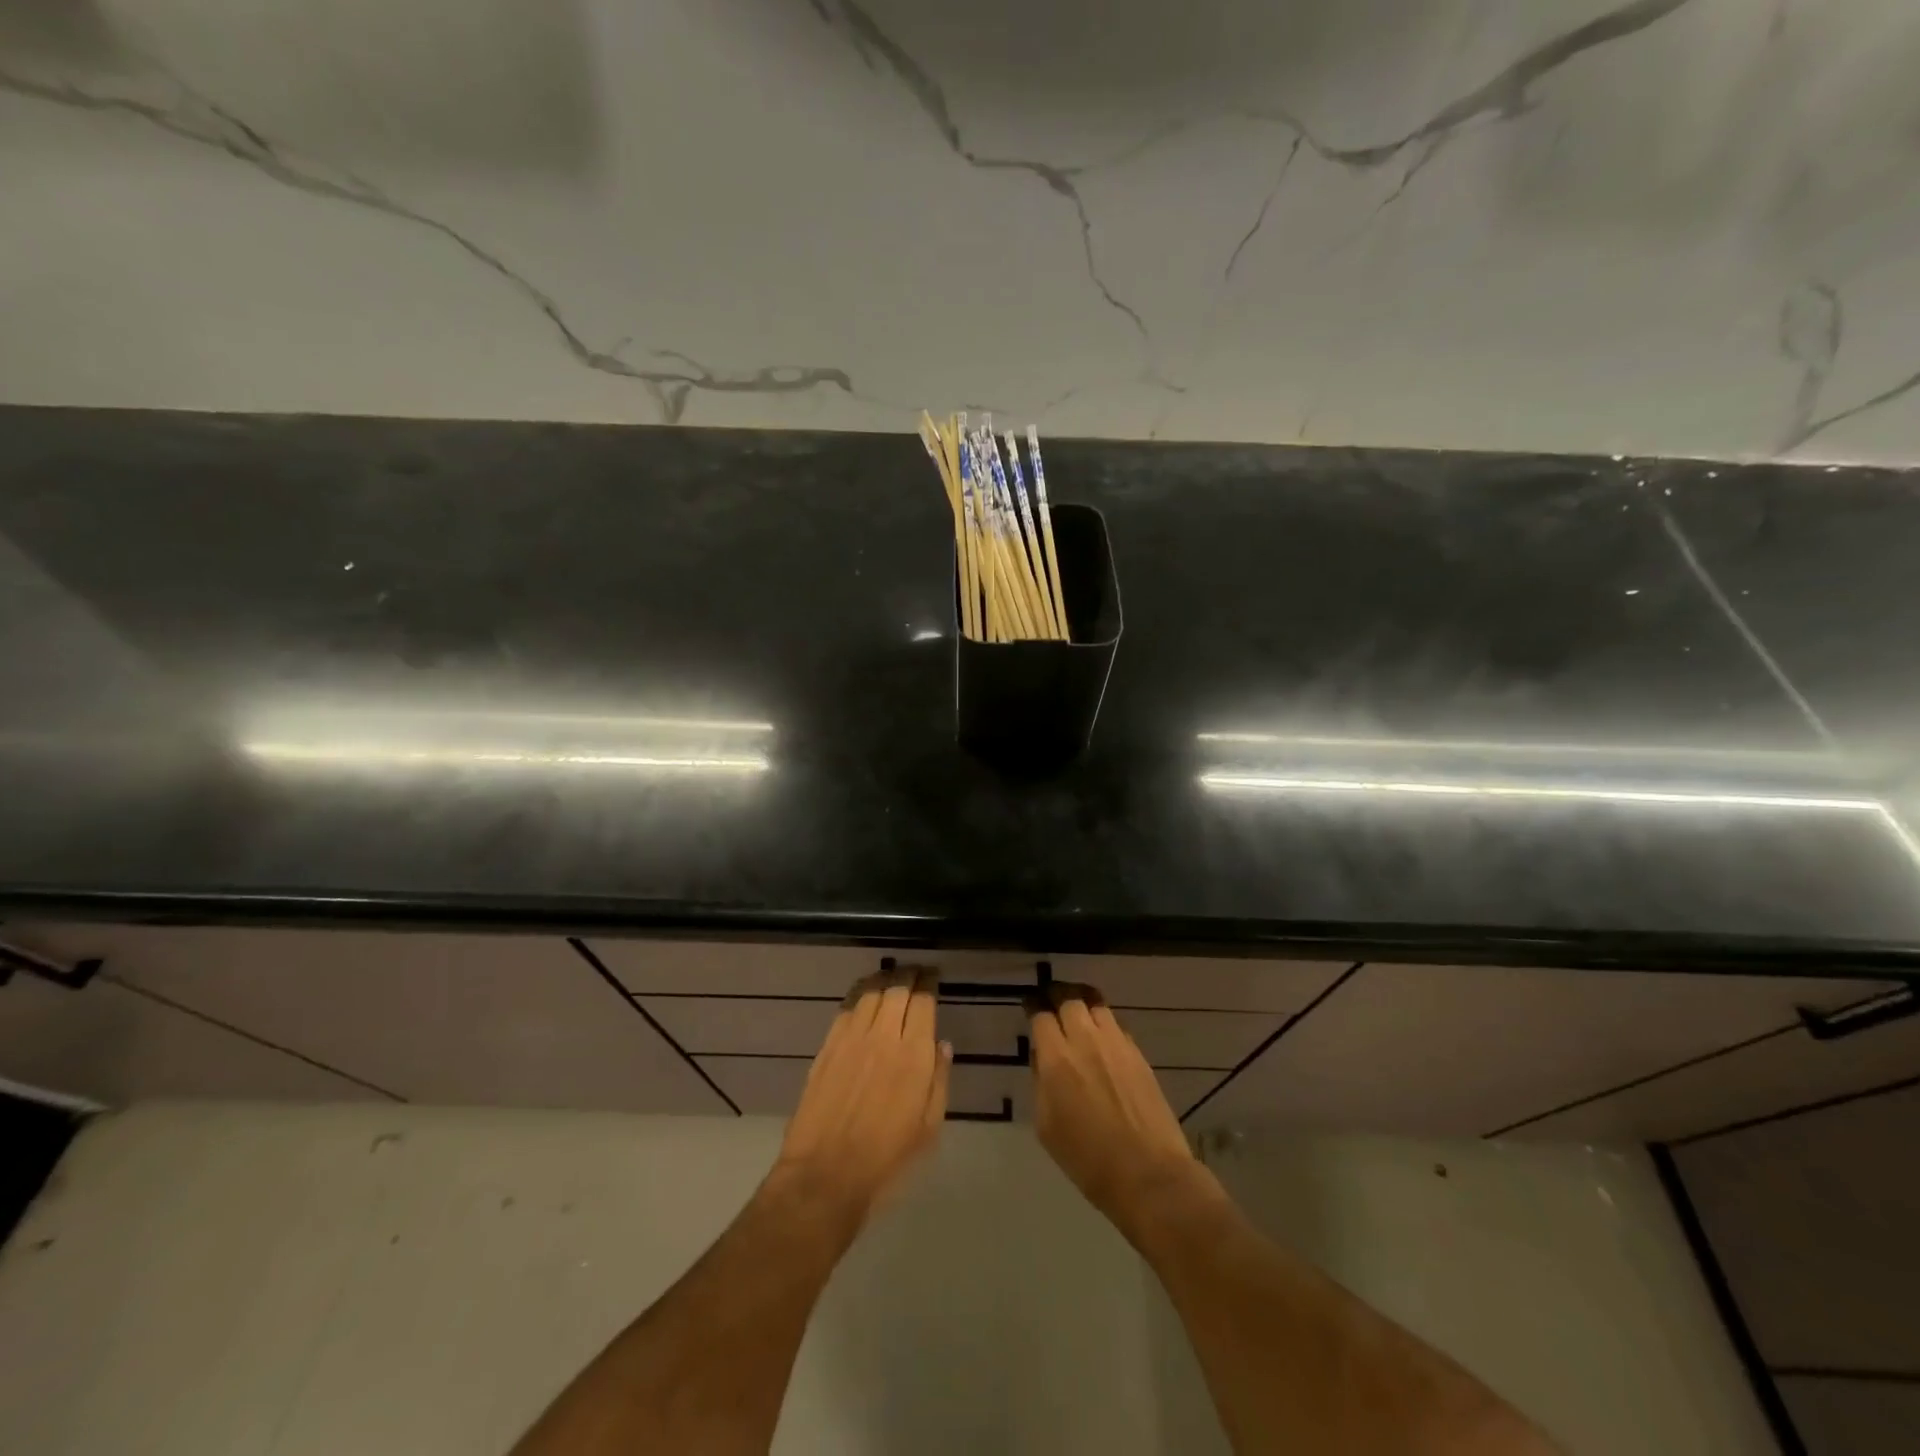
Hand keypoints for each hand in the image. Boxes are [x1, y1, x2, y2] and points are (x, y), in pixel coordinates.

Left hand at [770, 967, 951, 1235]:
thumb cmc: (886, 1160)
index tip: (934, 976)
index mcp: (913, 1055)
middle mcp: (882, 1036)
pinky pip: (846, 1008)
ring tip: (892, 978)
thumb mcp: (928, 1128)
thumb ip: (939, 1081)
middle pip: (896, 988)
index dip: (929, 983)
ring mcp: (850, 1038)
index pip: (923, 1001)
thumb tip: (942, 1045)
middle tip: (916, 971)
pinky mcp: (827, 1047)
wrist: (825, 1176)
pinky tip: (865, 998)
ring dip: (884, 980)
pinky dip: (860, 995)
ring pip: (870, 992)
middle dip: (909, 974)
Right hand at [1029, 983, 1203, 1241]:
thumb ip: (1040, 1084)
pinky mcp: (1138, 1054)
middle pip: (1069, 999)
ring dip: (1082, 1002)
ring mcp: (1116, 1044)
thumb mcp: (1046, 1126)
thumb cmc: (1088, 1160)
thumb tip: (1043, 1059)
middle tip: (1050, 1000)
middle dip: (1056, 994)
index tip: (1029, 1005)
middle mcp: (1086, 1041)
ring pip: (1096, 1004)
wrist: (1148, 1175)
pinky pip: (1116, 1025)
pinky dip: (1103, 1022)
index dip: (1033, 1006)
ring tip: (1076, 1009)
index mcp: (1057, 1059)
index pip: (1041, 1015)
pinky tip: (1100, 1036)